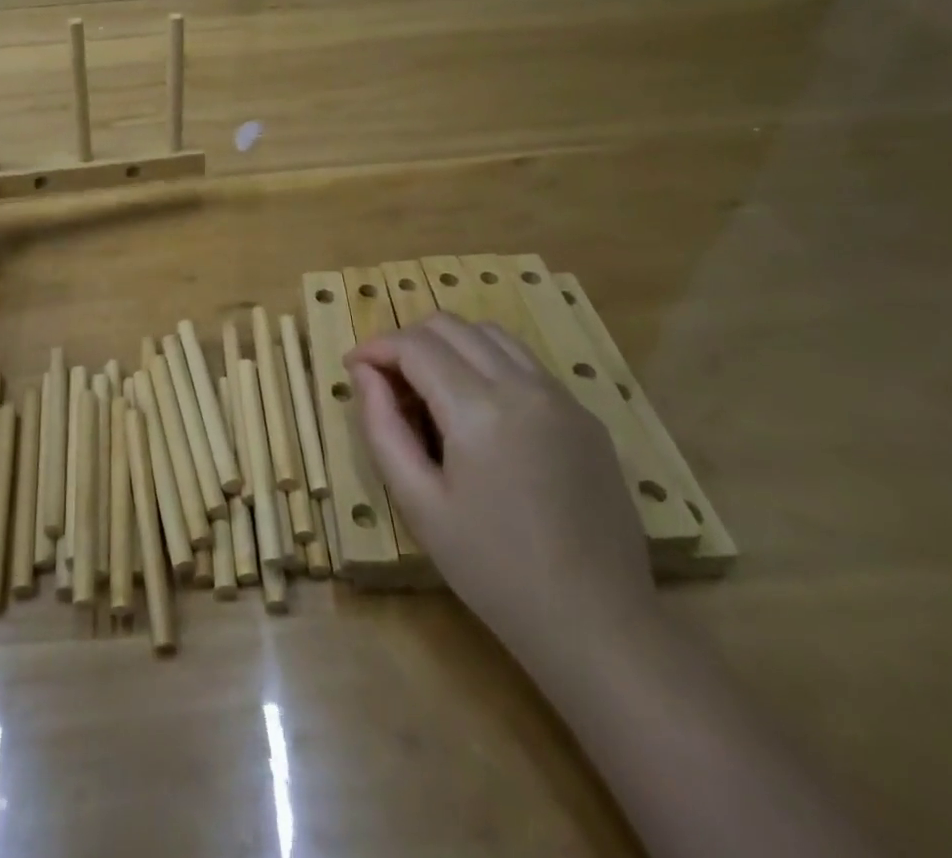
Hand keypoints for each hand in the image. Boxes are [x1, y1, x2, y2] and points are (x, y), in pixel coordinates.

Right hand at [346, 315, 653, 664]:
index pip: (414, 345)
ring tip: (429, 386)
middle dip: (407, 340)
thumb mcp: (418, 503)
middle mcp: (523, 386)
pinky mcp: (585, 415)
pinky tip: (477, 408)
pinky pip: (525, 363)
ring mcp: (562, 397)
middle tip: (386, 380)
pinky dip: (487, 362)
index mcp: (479, 409)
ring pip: (490, 334)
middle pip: (451, 326)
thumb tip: (363, 373)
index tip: (353, 367)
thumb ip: (382, 427)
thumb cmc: (493, 570)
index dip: (375, 347)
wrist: (599, 626)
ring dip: (449, 344)